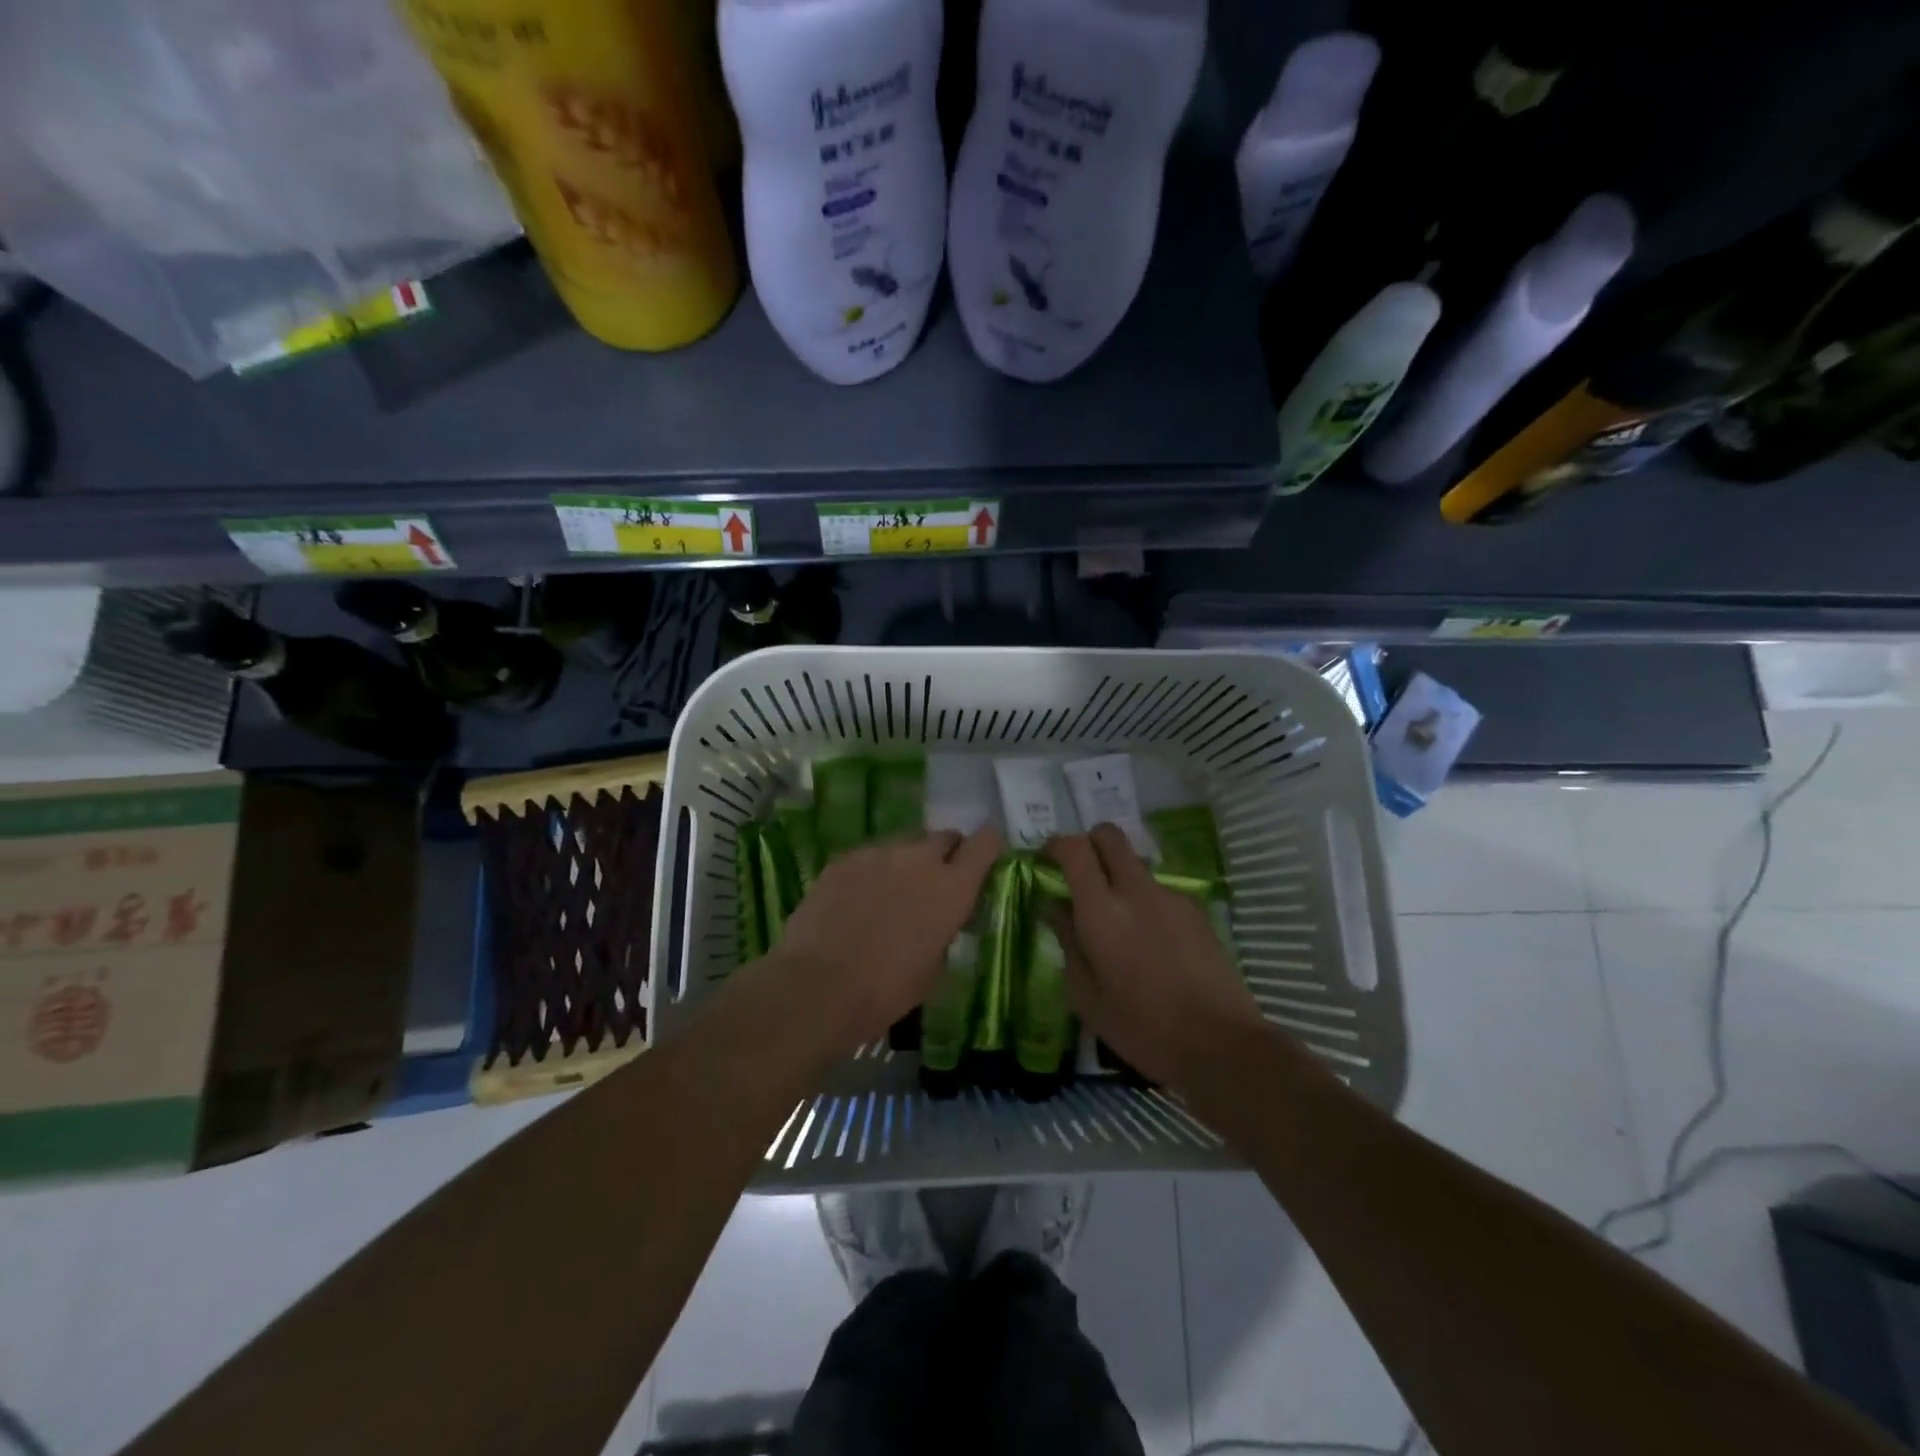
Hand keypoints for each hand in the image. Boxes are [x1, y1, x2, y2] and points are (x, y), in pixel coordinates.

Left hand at [770, 826, 1003, 1056]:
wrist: (816, 986)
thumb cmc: (885, 990)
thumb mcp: (934, 969)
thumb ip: (945, 930)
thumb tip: (941, 919)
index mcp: (952, 887)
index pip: (986, 843)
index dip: (988, 847)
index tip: (984, 861)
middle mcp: (919, 858)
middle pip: (944, 837)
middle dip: (946, 855)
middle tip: (934, 885)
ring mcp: (878, 853)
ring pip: (904, 844)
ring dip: (907, 863)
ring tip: (890, 896)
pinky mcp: (844, 858)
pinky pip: (870, 856)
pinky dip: (872, 872)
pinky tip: (857, 901)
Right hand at [1046, 824, 1266, 1090]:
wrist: (1220, 1044)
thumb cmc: (1142, 1027)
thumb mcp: (1086, 996)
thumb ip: (1067, 941)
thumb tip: (1053, 906)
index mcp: (1102, 911)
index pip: (1074, 848)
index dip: (1055, 845)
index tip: (1046, 861)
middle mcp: (1136, 890)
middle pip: (1109, 836)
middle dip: (1089, 844)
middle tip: (1079, 876)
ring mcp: (1171, 896)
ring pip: (1135, 864)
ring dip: (1118, 877)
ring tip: (1119, 924)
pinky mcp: (1196, 909)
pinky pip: (1159, 890)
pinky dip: (1145, 901)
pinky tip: (1152, 943)